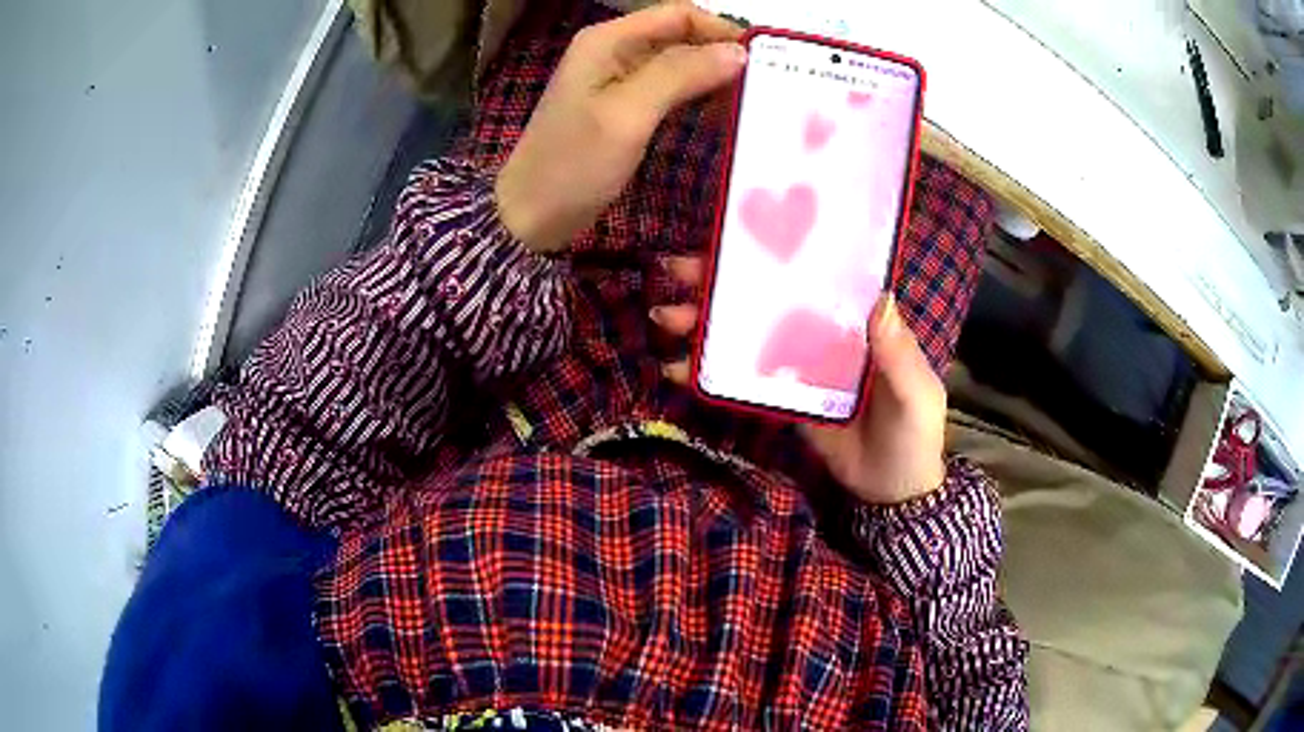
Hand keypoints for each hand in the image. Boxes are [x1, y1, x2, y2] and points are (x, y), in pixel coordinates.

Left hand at [495, 4, 745, 251]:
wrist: (529, 216)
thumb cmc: (573, 164)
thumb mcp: (628, 114)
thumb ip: (681, 75)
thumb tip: (737, 52)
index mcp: (609, 40)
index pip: (679, 15)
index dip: (721, 30)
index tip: (764, 60)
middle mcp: (615, 51)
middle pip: (681, 37)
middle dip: (722, 56)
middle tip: (766, 86)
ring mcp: (617, 81)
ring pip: (679, 65)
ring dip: (714, 79)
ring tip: (753, 102)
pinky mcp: (623, 109)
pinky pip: (670, 92)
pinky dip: (698, 99)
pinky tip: (722, 117)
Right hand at [653, 256, 946, 505]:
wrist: (892, 493)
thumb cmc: (914, 437)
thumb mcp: (917, 396)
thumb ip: (899, 355)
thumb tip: (881, 298)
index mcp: (857, 322)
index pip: (811, 276)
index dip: (772, 257)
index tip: (729, 243)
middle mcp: (822, 333)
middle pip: (767, 301)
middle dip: (719, 287)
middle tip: (676, 276)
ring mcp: (798, 366)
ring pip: (746, 335)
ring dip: (704, 326)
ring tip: (666, 320)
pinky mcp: (781, 399)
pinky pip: (742, 380)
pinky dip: (708, 374)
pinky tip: (675, 369)